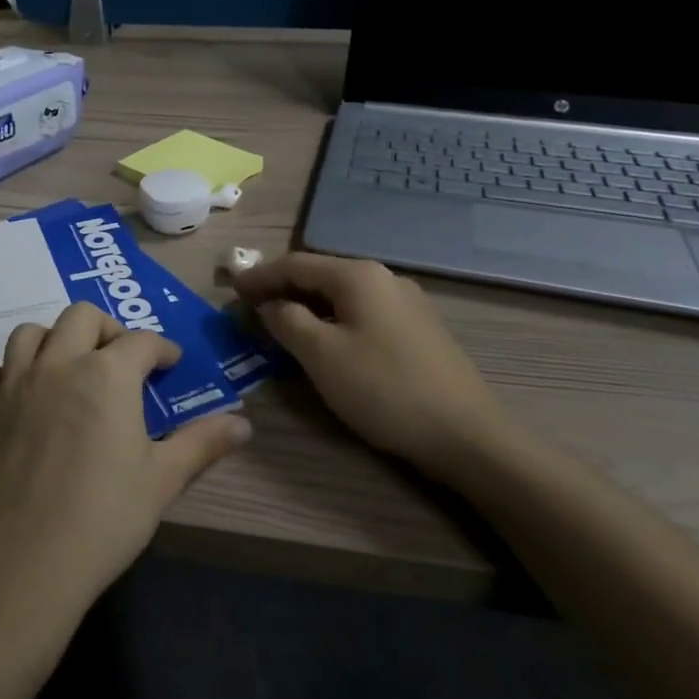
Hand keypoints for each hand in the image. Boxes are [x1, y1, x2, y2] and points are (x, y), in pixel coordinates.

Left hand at [0, 303, 251, 619]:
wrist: (22, 562)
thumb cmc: (103, 519)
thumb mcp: (162, 481)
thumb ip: (201, 444)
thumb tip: (244, 425)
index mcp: (107, 375)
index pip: (141, 341)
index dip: (161, 348)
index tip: (170, 363)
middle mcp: (58, 364)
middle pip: (81, 316)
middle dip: (107, 328)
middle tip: (120, 358)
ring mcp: (12, 385)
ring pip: (30, 334)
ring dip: (53, 340)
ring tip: (68, 366)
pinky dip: (7, 374)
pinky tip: (19, 396)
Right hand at [232, 252, 508, 481]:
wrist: (467, 435)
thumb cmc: (384, 389)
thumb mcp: (321, 354)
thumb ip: (286, 320)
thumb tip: (271, 304)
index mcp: (358, 276)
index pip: (294, 263)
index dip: (259, 276)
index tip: (230, 291)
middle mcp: (384, 278)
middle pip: (319, 275)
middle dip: (282, 289)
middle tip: (250, 309)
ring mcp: (406, 303)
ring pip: (341, 296)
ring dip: (307, 306)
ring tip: (281, 326)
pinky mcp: (418, 330)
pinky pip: (362, 313)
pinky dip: (333, 320)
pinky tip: (325, 342)